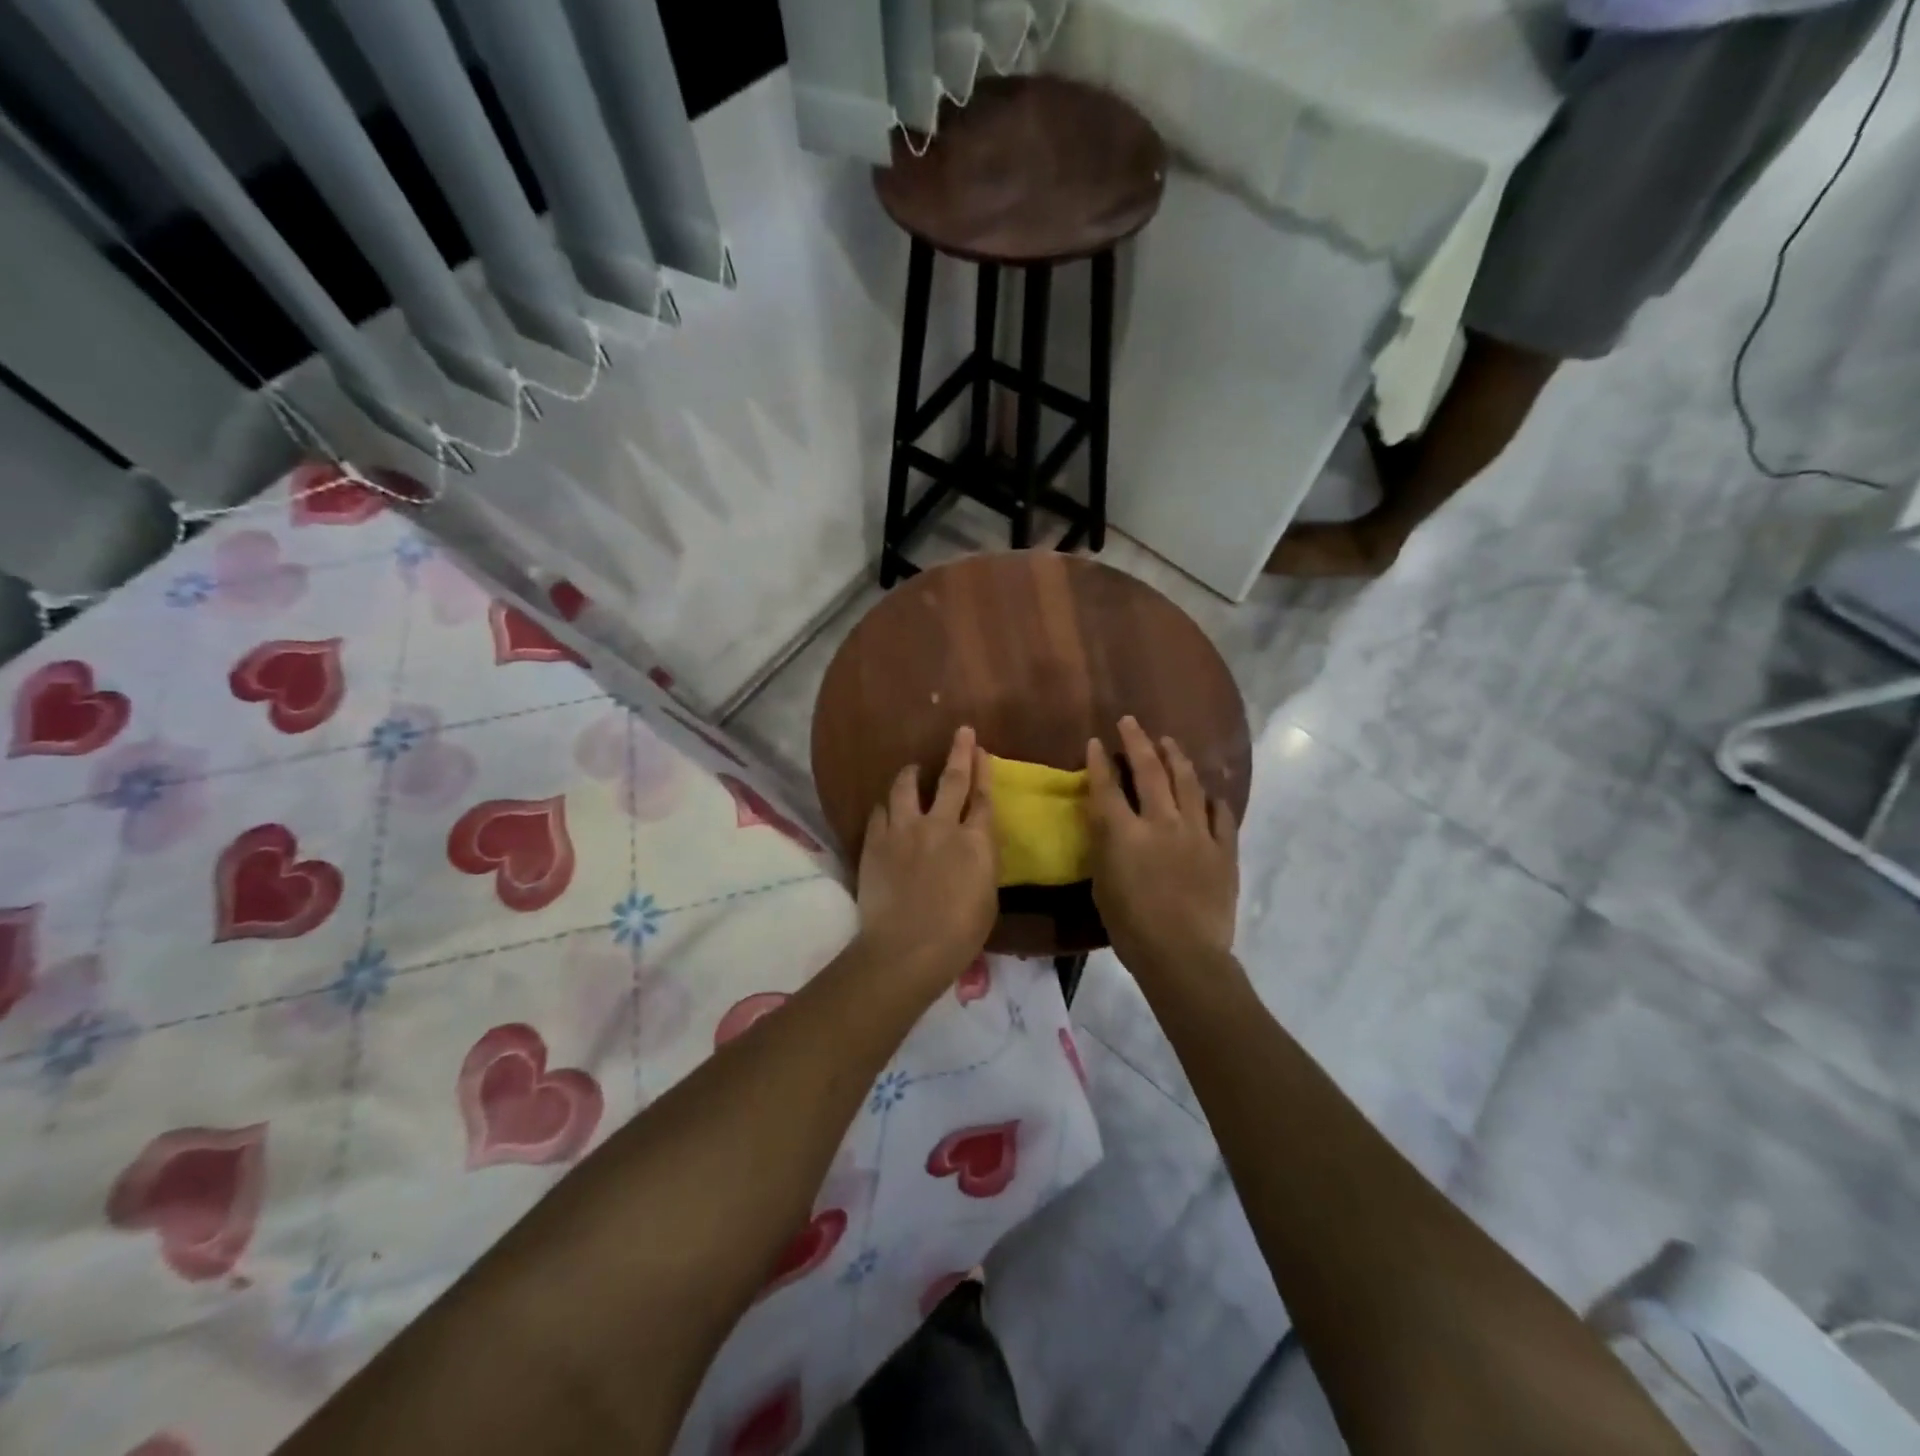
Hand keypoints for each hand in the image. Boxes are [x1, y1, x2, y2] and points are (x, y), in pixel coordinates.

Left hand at [857, 726, 998, 986]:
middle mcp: (941, 825)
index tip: (982, 751)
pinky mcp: (875, 841)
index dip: (984, 771)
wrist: (907, 948)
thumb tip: (974, 848)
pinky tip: (886, 806)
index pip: (983, 797)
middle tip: (961, 731)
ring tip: (913, 769)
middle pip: (952, 779)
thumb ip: (981, 863)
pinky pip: (880, 811)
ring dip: (912, 773)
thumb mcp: (987, 898)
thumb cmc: (958, 935)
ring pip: (906, 787)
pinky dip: (886, 805)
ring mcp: (905, 830)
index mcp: (976, 842)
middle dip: (959, 752)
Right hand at [1087, 717, 1238, 974]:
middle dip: (1139, 742)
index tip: (1097, 742)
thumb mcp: (1102, 884)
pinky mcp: (1224, 850)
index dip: (1100, 761)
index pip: (1107, 786)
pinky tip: (1209, 793)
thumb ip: (1105, 846)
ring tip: (1170, 743)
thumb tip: (1106, 820)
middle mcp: (1162, 822)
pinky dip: (1213, 800)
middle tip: (1132, 722)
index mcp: (1125, 833)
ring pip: (1188, 783)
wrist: (1184, 955)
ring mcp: (1198, 833)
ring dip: (1176, 758)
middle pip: (1150, 771)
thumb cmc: (1131, 927)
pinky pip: (1221, 815)